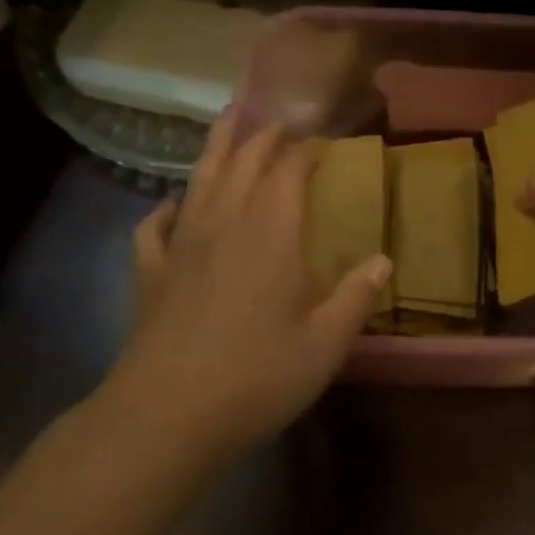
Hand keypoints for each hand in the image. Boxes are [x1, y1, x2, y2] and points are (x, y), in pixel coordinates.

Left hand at [105, 111, 391, 452]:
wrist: (166, 416)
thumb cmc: (257, 376)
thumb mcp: (326, 344)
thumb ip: (356, 296)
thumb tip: (383, 260)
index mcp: (270, 235)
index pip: (288, 173)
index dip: (305, 150)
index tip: (322, 139)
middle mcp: (224, 227)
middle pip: (241, 164)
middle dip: (262, 135)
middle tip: (279, 117)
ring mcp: (181, 248)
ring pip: (198, 181)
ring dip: (216, 147)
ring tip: (227, 119)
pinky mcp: (151, 275)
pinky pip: (155, 228)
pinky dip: (165, 210)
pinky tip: (172, 207)